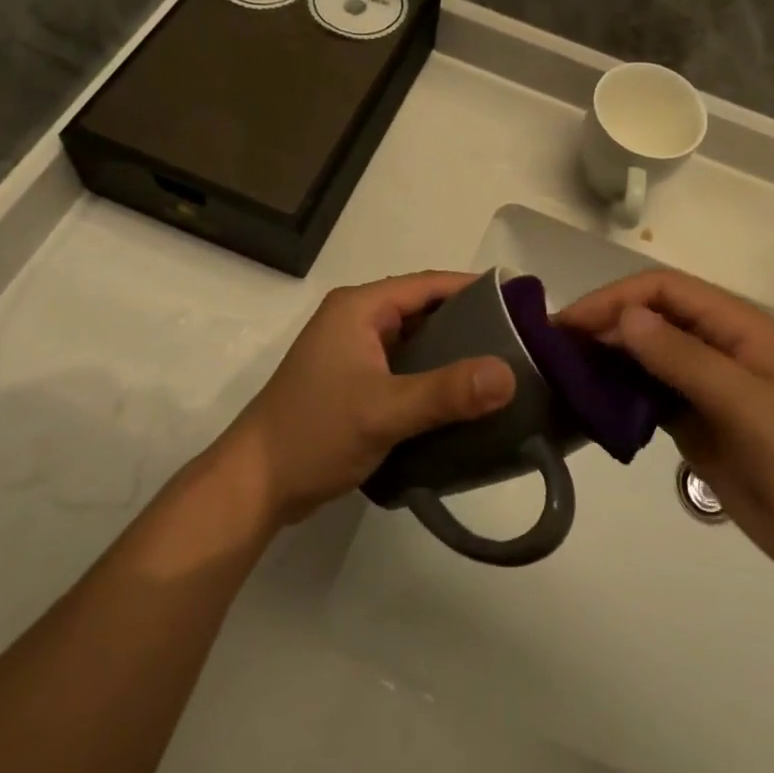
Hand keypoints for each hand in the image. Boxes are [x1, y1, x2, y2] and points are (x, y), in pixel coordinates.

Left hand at [213, 273, 515, 527]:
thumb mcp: (384, 411)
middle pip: (424, 310)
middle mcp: (356, 320)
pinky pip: (404, 368)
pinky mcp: (353, 382)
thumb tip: (508, 374)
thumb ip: (446, 392)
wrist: (252, 488)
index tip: (521, 302)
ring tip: (501, 369)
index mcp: (360, 308)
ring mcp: (353, 352)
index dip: (475, 289)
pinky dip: (433, 377)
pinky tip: (463, 398)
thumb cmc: (314, 435)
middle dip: (470, 323)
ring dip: (452, 353)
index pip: (428, 284)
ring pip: (416, 342)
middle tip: (520, 341)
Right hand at [558, 269, 773, 591]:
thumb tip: (625, 316)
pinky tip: (592, 409)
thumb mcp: (748, 405)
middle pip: (651, 318)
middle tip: (552, 351)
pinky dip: (621, 397)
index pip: (664, 290)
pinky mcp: (701, 426)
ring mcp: (709, 388)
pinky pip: (651, 398)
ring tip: (561, 376)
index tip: (569, 325)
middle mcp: (719, 348)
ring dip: (608, 360)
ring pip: (646, 357)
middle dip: (604, 326)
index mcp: (738, 328)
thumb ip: (684, 359)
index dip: (614, 299)